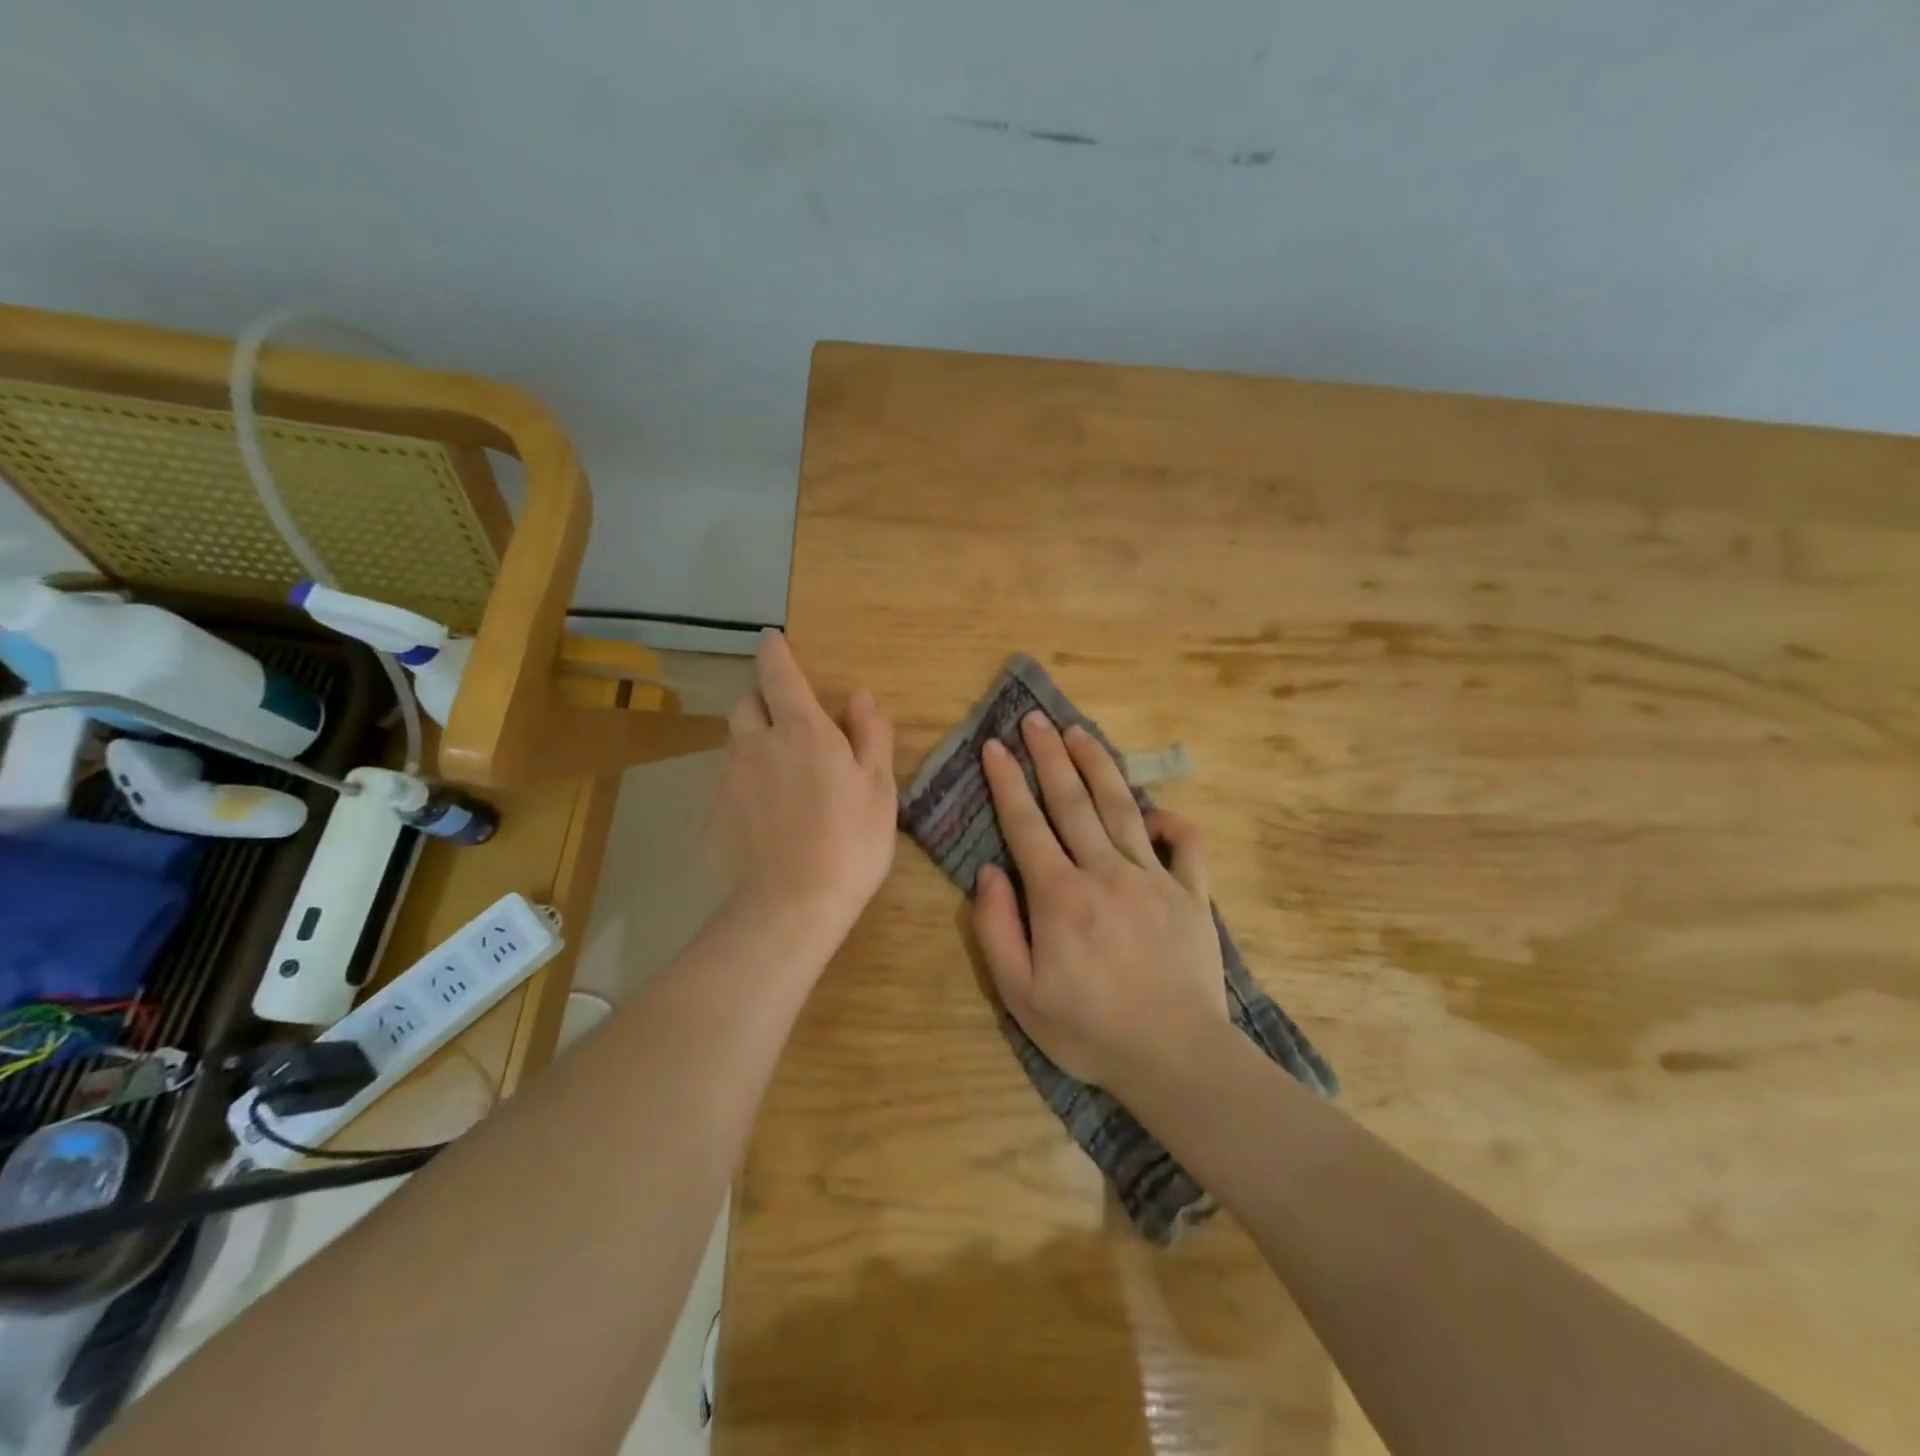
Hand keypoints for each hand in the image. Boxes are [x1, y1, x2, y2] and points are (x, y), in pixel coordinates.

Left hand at [716, 631, 896, 941]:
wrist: (793, 903)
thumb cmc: (850, 840)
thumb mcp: (879, 787)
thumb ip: (870, 736)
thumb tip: (859, 698)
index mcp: (802, 731)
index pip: (779, 675)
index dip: (774, 652)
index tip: (771, 638)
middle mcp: (758, 744)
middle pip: (746, 703)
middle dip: (762, 700)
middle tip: (788, 721)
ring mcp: (732, 778)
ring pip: (735, 741)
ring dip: (753, 739)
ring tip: (780, 770)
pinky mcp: (717, 812)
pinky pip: (729, 779)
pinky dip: (746, 779)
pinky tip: (767, 811)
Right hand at [971, 712, 1228, 1090]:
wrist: (1175, 1057)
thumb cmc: (1089, 1030)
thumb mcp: (1020, 994)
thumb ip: (996, 928)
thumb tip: (989, 873)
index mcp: (1060, 895)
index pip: (1026, 824)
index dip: (1007, 782)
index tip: (995, 747)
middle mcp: (1105, 872)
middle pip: (1072, 801)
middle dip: (1050, 756)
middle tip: (1035, 719)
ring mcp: (1153, 879)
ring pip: (1121, 808)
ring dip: (1098, 766)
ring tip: (1080, 732)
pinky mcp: (1191, 895)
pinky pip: (1186, 845)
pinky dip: (1171, 821)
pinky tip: (1154, 809)